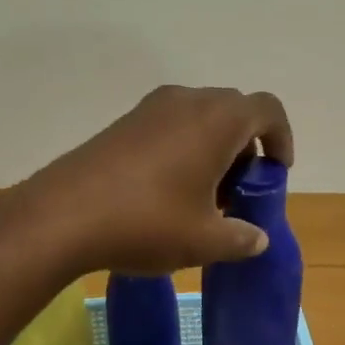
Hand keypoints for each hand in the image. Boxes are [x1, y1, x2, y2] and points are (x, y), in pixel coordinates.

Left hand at [21, 86, 294, 273]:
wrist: (63, 217)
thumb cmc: (147, 223)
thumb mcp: (205, 241)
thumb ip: (241, 238)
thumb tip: (257, 238)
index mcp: (217, 120)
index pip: (267, 110)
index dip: (280, 139)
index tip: (275, 173)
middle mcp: (186, 102)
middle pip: (234, 111)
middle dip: (246, 148)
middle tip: (239, 191)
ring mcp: (150, 109)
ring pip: (199, 118)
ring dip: (213, 149)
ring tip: (204, 197)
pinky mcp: (122, 124)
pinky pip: (169, 126)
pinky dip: (183, 150)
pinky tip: (168, 193)